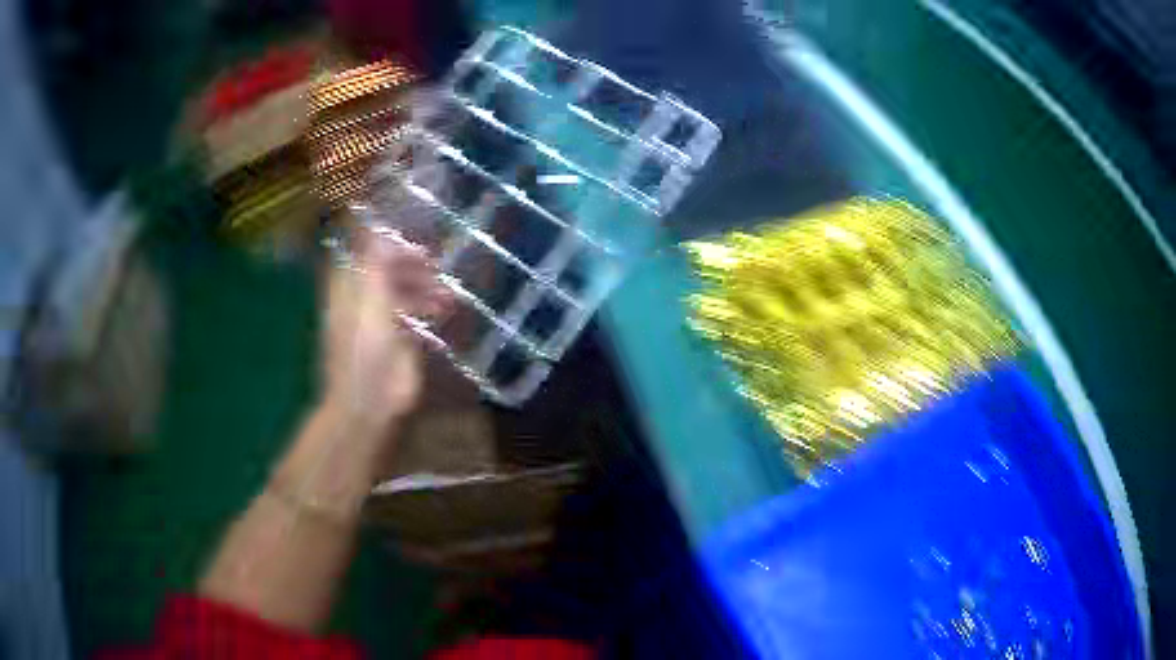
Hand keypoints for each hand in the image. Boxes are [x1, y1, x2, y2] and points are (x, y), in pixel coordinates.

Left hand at [320, 228, 450, 428]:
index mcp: (349, 287)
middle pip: (387, 271)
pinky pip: (415, 315)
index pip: (366, 254)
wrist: (370, 400)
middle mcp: (363, 299)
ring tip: (448, 294)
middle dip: (412, 266)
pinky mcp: (399, 340)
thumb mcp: (369, 298)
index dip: (388, 244)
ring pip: (404, 292)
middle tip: (436, 266)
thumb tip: (381, 229)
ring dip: (425, 288)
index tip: (414, 242)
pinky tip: (446, 310)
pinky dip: (430, 308)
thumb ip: (375, 262)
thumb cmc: (364, 347)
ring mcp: (381, 320)